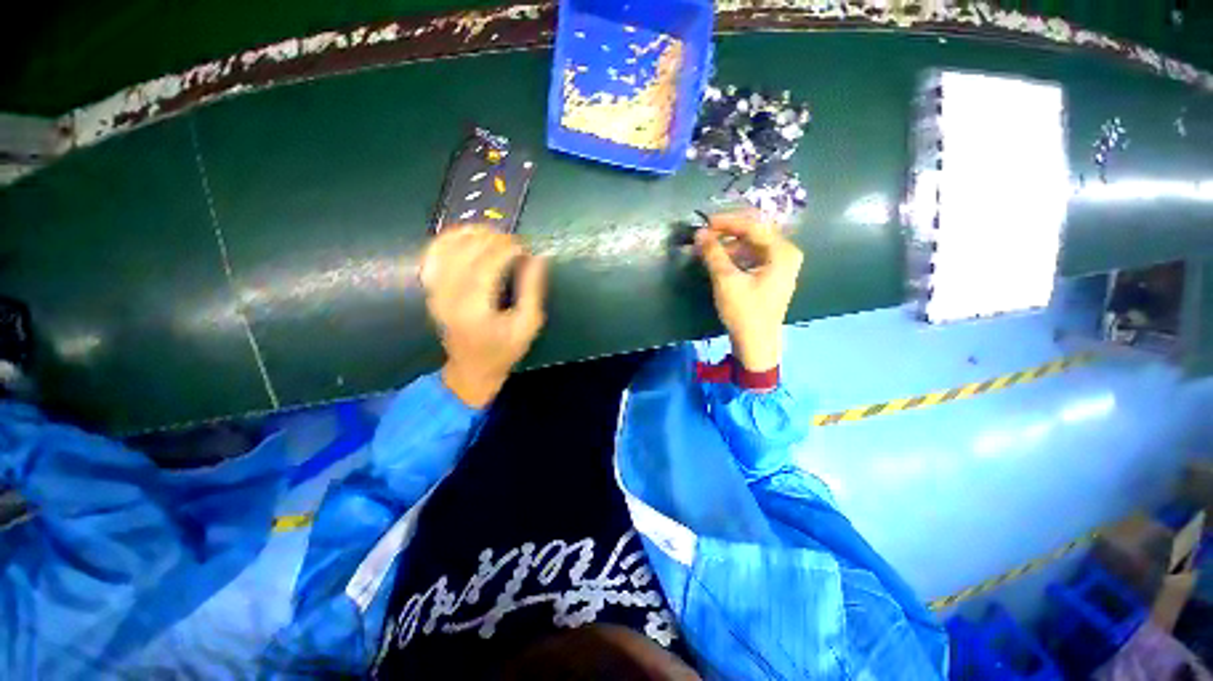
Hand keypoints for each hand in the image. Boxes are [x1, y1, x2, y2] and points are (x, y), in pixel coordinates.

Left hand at [420, 227, 547, 407]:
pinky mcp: (430, 287)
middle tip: (515, 243)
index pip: (488, 263)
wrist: (471, 369)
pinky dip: (451, 239)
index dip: (508, 248)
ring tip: (495, 236)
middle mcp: (448, 294)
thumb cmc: (504, 350)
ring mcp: (435, 289)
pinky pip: (434, 252)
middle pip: (468, 250)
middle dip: (495, 239)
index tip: (526, 248)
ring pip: (448, 245)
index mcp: (474, 307)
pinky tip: (469, 237)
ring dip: (473, 234)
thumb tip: (538, 258)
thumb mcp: (528, 325)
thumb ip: (532, 290)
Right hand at [696, 210, 802, 371]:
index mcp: (782, 251)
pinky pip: (753, 258)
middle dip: (727, 234)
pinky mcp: (772, 277)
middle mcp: (786, 254)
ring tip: (708, 250)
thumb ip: (713, 253)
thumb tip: (699, 233)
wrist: (756, 344)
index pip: (752, 226)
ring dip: (729, 246)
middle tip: (704, 236)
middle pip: (754, 234)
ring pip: (752, 246)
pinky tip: (720, 261)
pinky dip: (735, 257)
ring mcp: (781, 266)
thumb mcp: (726, 280)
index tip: (704, 223)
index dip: (726, 222)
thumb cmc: (745, 312)